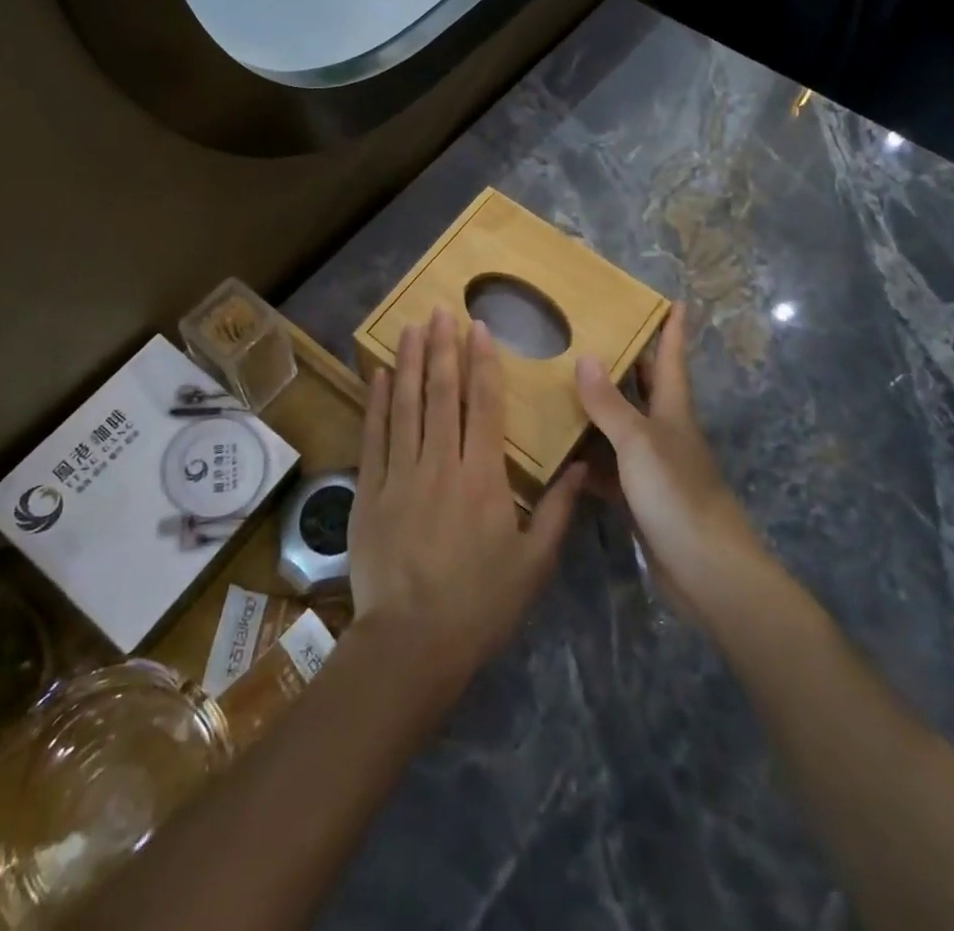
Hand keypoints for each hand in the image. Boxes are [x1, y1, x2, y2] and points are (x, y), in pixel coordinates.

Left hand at [349, 307, 585, 686]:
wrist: (411, 643)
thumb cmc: (479, 605)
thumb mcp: (533, 564)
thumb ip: (557, 512)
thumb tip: (583, 468)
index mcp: (482, 477)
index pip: (483, 405)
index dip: (481, 362)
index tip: (478, 327)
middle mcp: (439, 463)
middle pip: (441, 393)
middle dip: (441, 347)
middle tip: (440, 309)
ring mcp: (399, 474)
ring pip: (404, 405)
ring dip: (407, 363)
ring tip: (409, 327)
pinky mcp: (370, 490)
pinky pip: (374, 436)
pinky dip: (376, 403)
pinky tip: (379, 376)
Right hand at [574, 303, 761, 614]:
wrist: (706, 571)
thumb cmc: (677, 495)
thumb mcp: (638, 443)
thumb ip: (609, 404)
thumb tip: (585, 356)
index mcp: (673, 411)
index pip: (672, 359)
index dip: (674, 329)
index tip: (676, 300)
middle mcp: (665, 432)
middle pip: (647, 388)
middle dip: (630, 361)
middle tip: (597, 333)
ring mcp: (653, 467)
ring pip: (622, 426)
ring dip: (600, 407)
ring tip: (563, 383)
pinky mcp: (641, 498)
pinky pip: (609, 466)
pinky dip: (588, 456)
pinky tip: (560, 450)